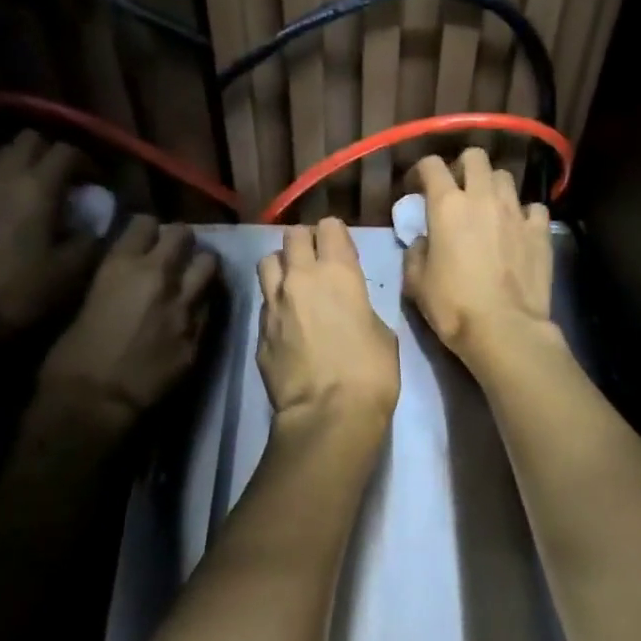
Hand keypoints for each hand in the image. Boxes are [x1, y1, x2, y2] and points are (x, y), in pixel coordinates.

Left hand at [0, 131, 94, 333]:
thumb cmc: (19, 290)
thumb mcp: (72, 270)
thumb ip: (92, 237)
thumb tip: (99, 221)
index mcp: (36, 186)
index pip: (68, 150)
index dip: (88, 162)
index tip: (98, 184)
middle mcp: (1, 174)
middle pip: (29, 140)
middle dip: (51, 153)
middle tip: (66, 182)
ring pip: (1, 157)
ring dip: (23, 168)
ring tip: (35, 198)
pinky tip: (3, 216)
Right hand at [38, 216, 218, 422]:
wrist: (94, 404)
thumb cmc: (69, 357)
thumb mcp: (85, 302)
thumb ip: (113, 281)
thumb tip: (126, 275)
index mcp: (122, 265)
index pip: (146, 222)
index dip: (147, 229)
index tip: (146, 237)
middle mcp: (160, 276)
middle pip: (185, 235)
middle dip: (180, 241)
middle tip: (174, 253)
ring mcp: (185, 305)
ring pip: (209, 264)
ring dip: (200, 267)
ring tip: (192, 276)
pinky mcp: (200, 333)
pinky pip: (210, 305)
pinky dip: (203, 303)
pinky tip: (194, 312)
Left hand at [257, 219, 399, 434]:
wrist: (327, 414)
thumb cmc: (370, 372)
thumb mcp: (382, 332)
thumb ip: (361, 307)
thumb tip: (350, 309)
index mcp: (339, 272)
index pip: (330, 227)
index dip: (336, 236)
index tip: (342, 251)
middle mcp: (301, 278)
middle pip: (293, 236)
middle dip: (305, 243)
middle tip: (316, 263)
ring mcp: (274, 303)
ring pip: (268, 262)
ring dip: (281, 266)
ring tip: (293, 285)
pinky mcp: (259, 331)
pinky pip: (264, 302)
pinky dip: (274, 304)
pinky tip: (287, 324)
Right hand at [404, 149, 556, 368]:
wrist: (504, 330)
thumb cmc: (453, 307)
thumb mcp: (416, 284)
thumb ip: (415, 254)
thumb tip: (424, 242)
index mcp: (447, 206)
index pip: (431, 165)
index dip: (421, 171)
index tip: (416, 188)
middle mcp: (483, 198)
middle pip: (475, 157)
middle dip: (463, 167)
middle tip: (457, 190)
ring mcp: (516, 212)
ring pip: (505, 177)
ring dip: (493, 187)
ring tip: (488, 209)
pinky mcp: (540, 231)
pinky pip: (534, 208)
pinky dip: (524, 214)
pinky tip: (518, 229)